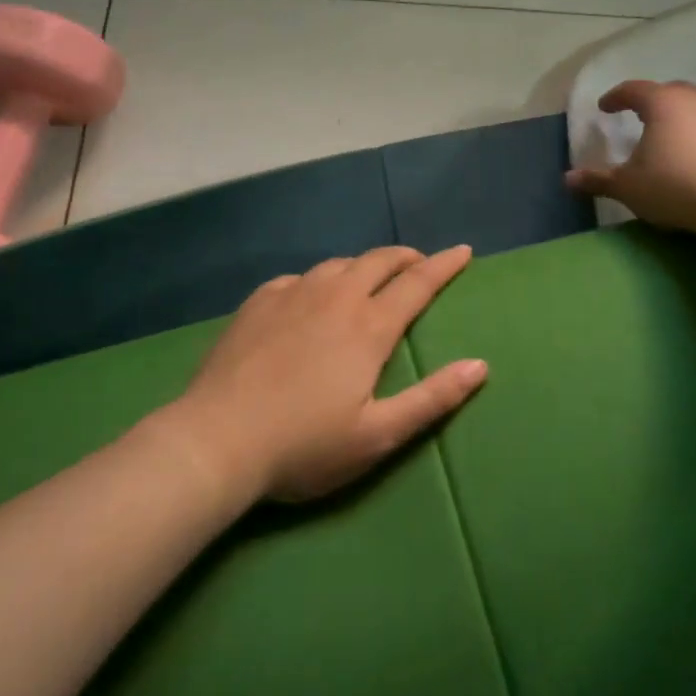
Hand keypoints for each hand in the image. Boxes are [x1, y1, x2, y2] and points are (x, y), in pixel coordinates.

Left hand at [159, 246, 485, 502]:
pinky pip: (299, 278)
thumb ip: (432, 399)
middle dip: (406, 257)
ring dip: (364, 265)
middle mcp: (334, 297)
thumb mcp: (377, 435)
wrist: (216, 440)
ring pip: (338, 264)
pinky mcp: (258, 302)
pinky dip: (320, 280)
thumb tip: (479, 365)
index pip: (417, 283)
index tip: (463, 251)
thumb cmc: (304, 445)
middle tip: (420, 263)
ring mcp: (292, 295)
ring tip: (371, 277)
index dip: (444, 265)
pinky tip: (312, 295)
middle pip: (378, 261)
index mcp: (368, 326)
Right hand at [566, 79, 695, 233]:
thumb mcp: (629, 187)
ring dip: (676, 115)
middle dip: (649, 101)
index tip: (605, 108)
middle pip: (666, 91)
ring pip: (693, 105)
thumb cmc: (677, 185)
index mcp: (661, 102)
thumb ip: (599, 180)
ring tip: (666, 134)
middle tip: (637, 116)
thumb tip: (567, 179)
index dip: (615, 97)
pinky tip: (694, 152)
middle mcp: (692, 98)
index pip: (632, 89)